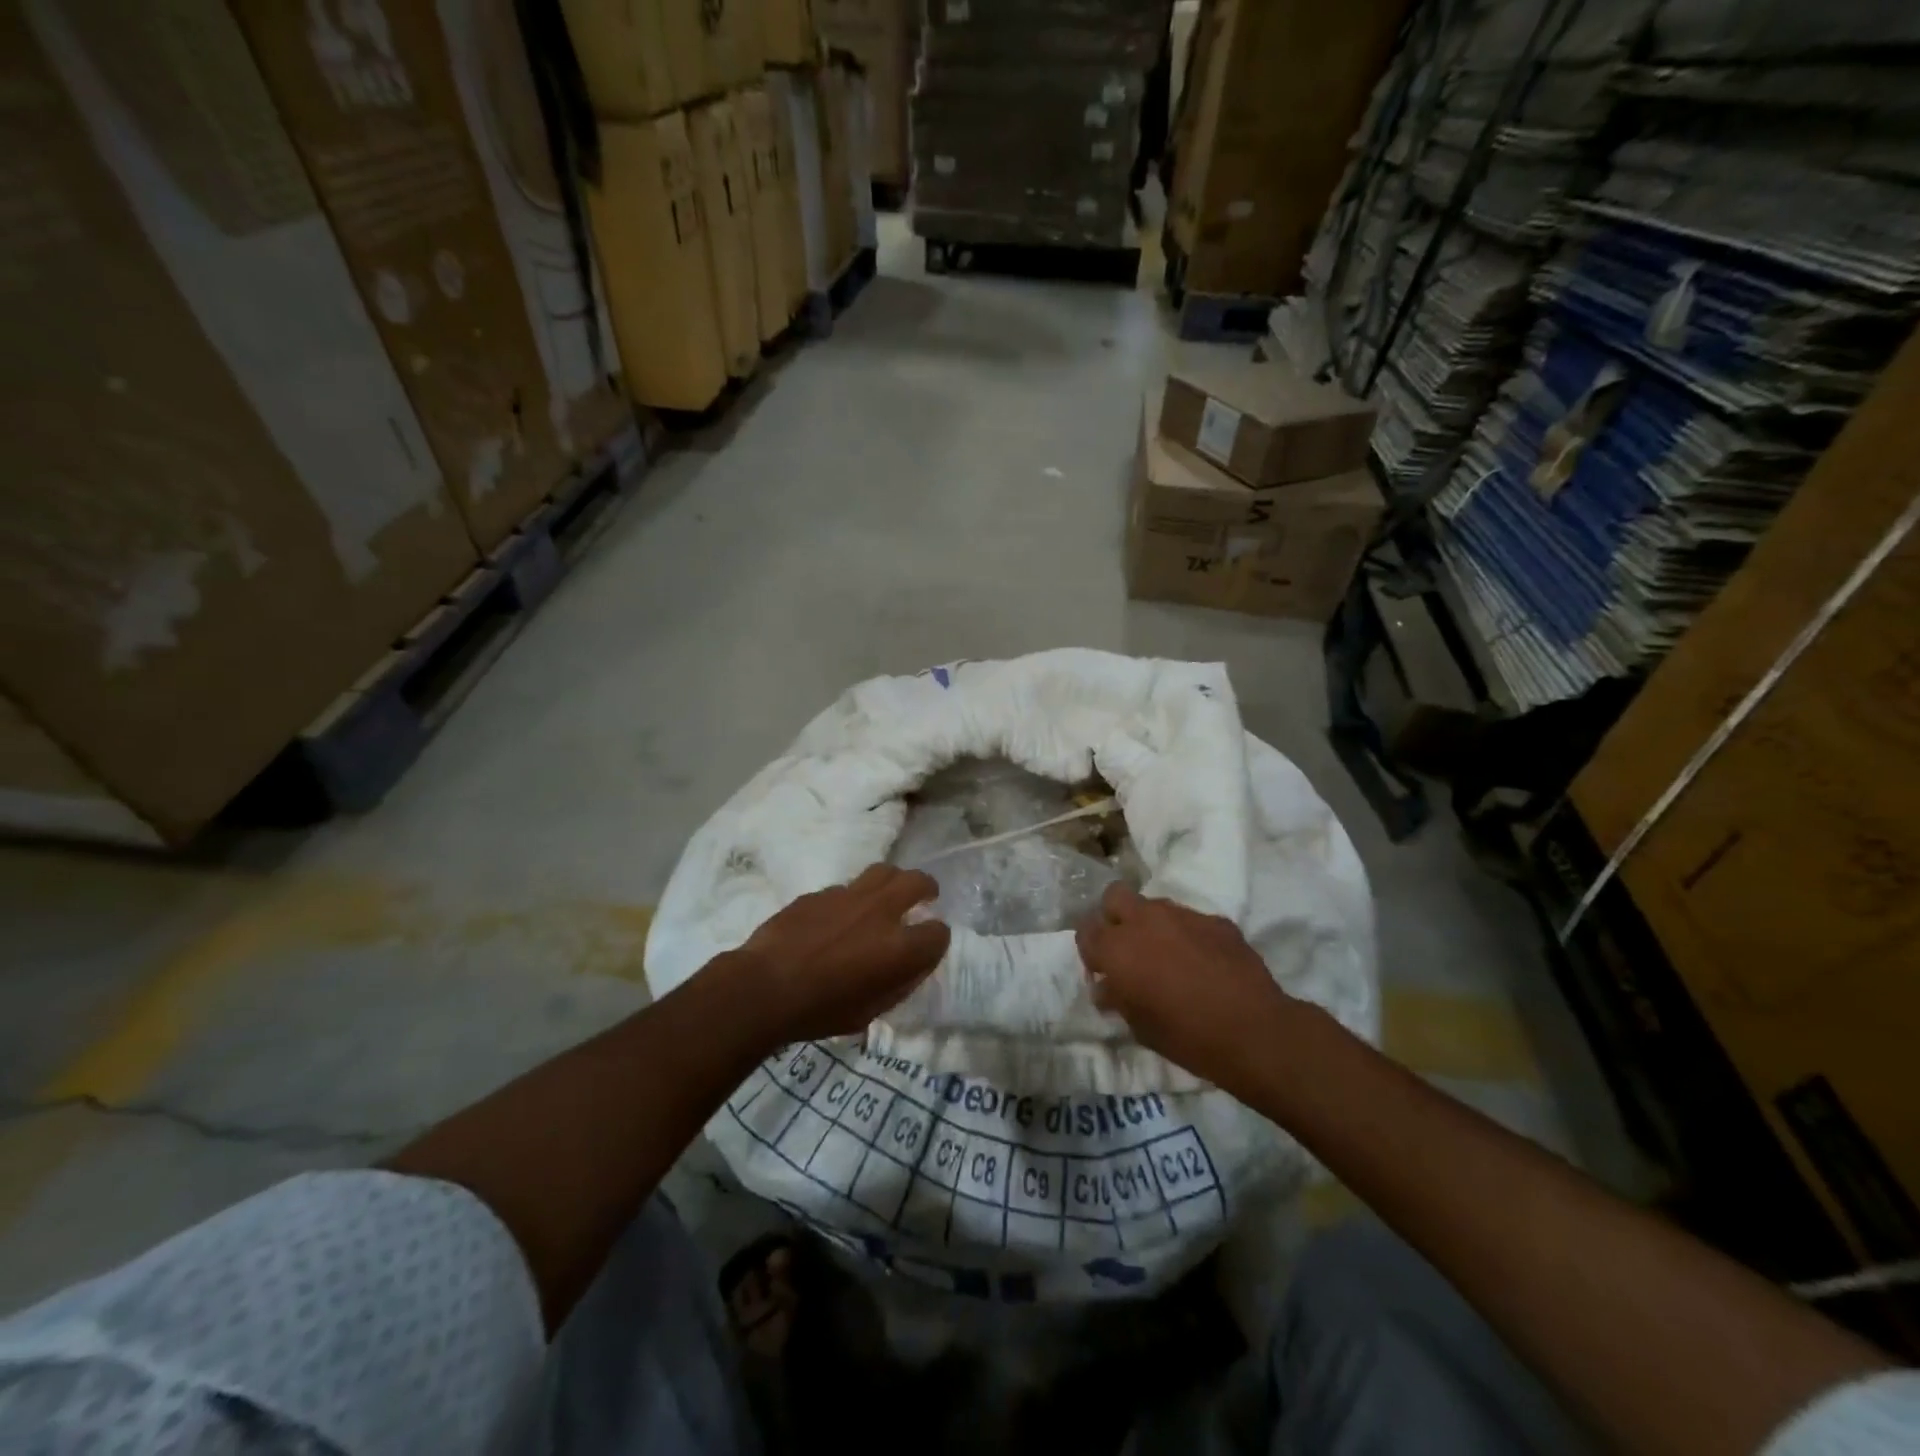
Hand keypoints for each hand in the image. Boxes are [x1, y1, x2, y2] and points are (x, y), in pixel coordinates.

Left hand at [733, 864, 949, 1043]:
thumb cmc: (820, 1011)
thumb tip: (909, 967)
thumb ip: (897, 985)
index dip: (937, 940)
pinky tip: (840, 915)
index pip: (938, 933)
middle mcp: (881, 912)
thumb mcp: (869, 1013)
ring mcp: (849, 896)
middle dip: (926, 888)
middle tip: (925, 895)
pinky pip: (846, 888)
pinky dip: (852, 898)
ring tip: (888, 893)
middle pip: (917, 882)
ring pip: (883, 871)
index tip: (929, 946)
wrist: (764, 987)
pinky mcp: (821, 892)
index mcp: (900, 948)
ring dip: (892, 881)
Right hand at [1075, 883, 1297, 1089]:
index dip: (1091, 950)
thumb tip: (1107, 987)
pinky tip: (1202, 963)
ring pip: (1154, 905)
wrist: (1253, 1030)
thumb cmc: (1186, 1036)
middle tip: (1127, 949)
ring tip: (1167, 957)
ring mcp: (1182, 915)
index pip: (1085, 931)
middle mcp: (1144, 921)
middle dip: (1115, 918)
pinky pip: (1190, 921)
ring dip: (1152, 925)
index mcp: (1118, 948)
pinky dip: (1188, 936)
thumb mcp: (1139, 1026)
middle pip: (1114, 897)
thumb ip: (1118, 998)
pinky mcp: (1215, 920)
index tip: (1102, 971)